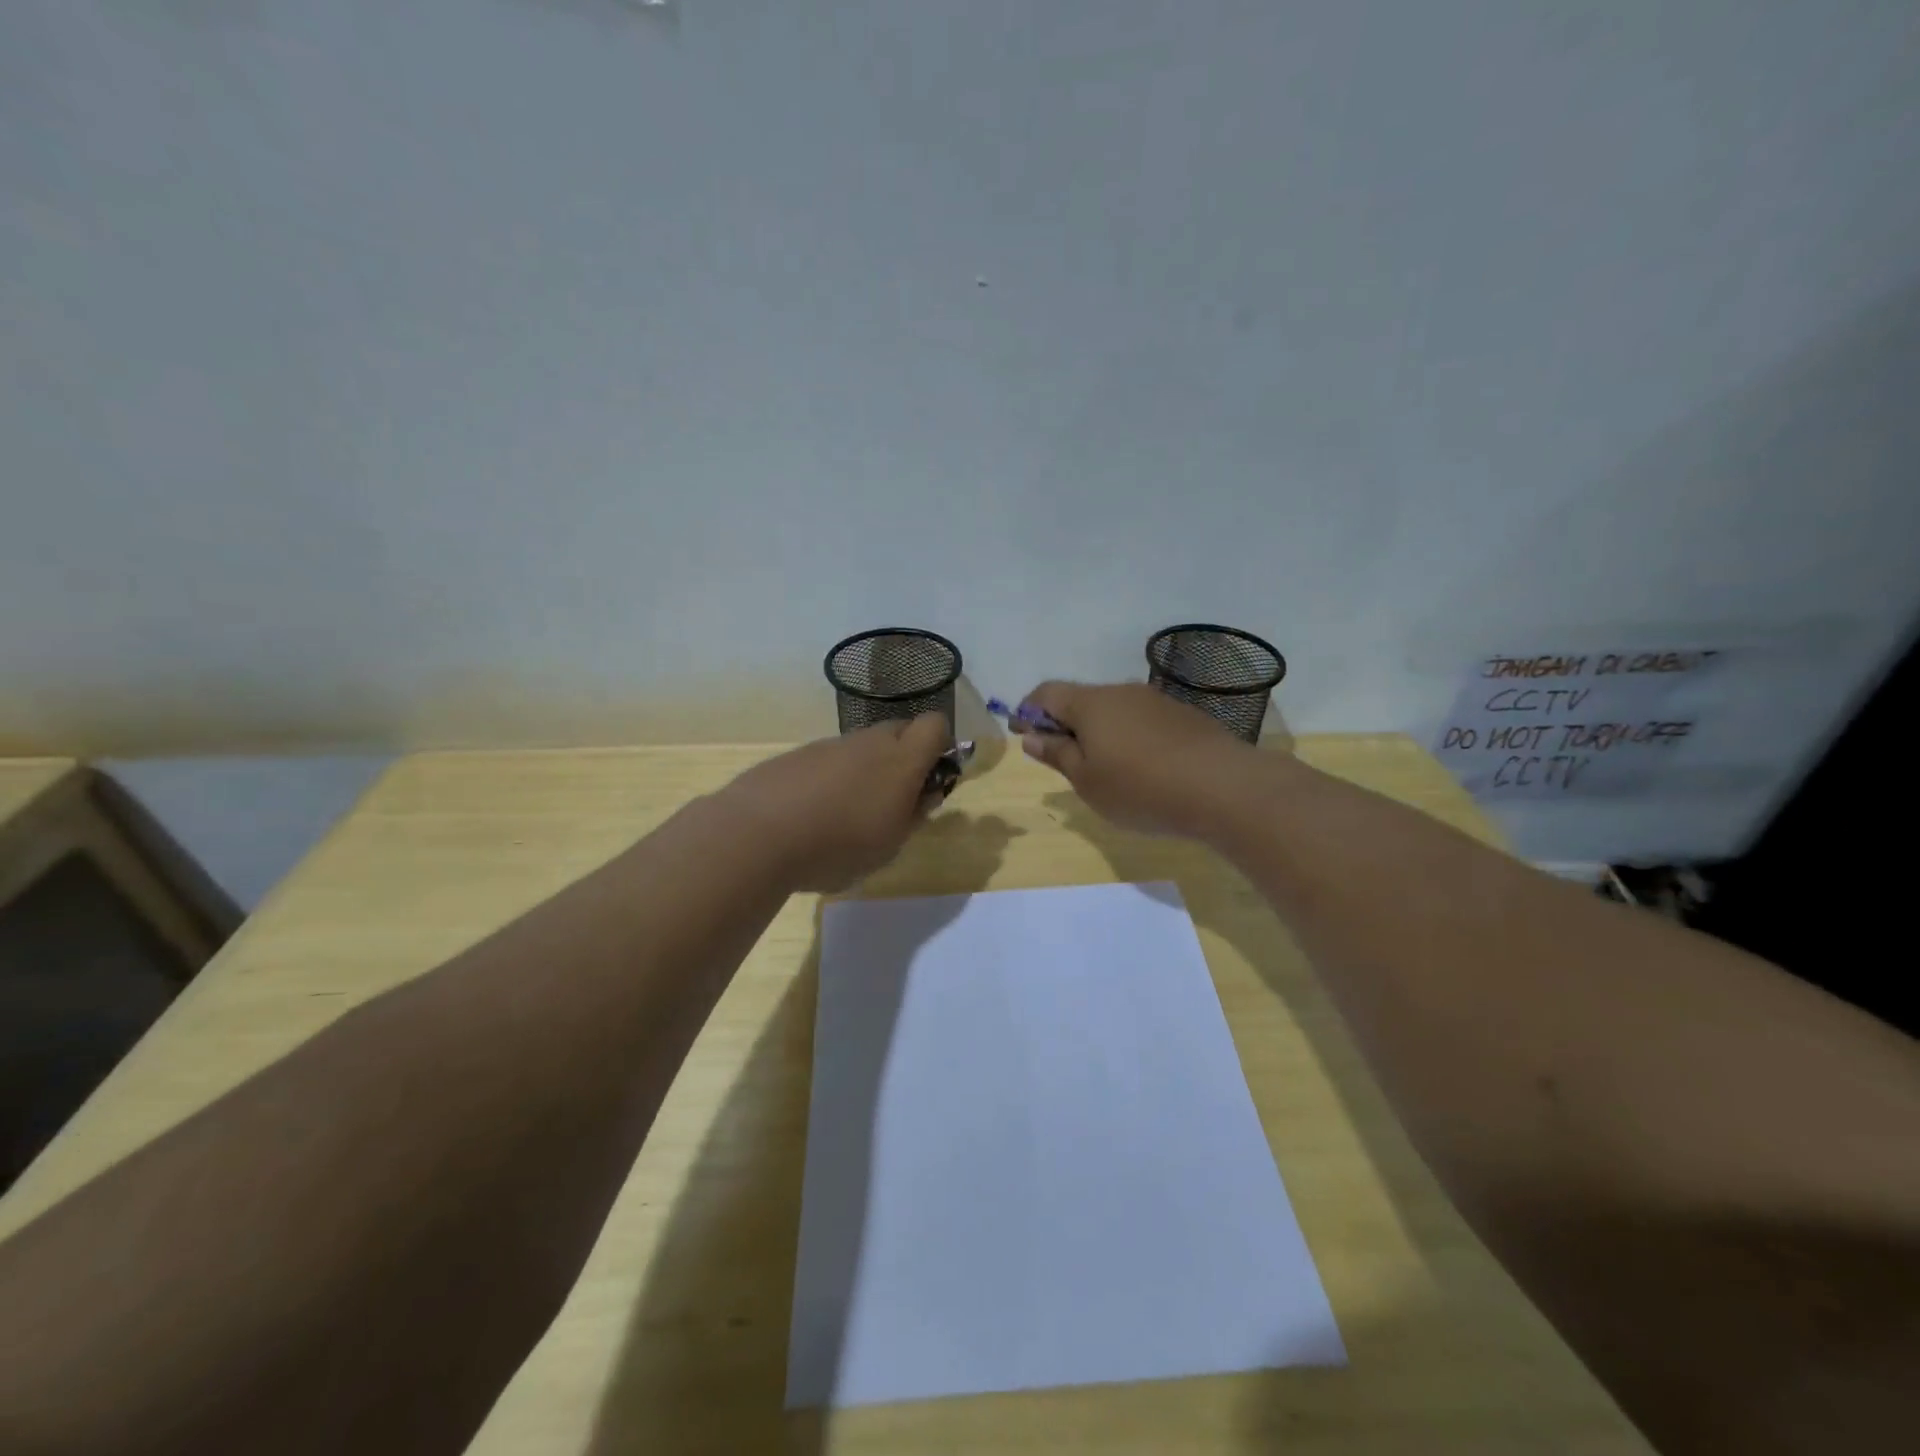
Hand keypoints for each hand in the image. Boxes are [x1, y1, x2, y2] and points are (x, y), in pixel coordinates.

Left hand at [719, 714, 951, 890]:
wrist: (755, 835)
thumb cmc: (836, 847)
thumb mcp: (888, 846)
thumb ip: (912, 816)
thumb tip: (924, 794)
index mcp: (900, 761)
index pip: (934, 725)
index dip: (939, 746)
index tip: (928, 780)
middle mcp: (867, 742)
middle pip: (898, 731)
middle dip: (903, 757)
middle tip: (890, 801)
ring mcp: (829, 745)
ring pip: (861, 747)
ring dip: (864, 770)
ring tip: (844, 815)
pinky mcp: (796, 755)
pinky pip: (828, 760)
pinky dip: (829, 779)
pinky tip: (810, 814)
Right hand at [1013, 682, 1253, 839]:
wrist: (1223, 787)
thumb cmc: (1140, 788)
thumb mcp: (1087, 780)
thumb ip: (1057, 754)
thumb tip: (1031, 736)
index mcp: (1090, 703)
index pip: (1046, 693)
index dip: (1028, 711)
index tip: (1024, 735)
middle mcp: (1121, 692)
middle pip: (1081, 700)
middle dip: (1065, 725)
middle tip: (1065, 761)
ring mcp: (1156, 702)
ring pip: (1114, 711)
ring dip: (1100, 733)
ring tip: (1106, 771)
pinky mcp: (1183, 717)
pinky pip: (1143, 722)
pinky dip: (1130, 739)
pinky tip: (1143, 770)